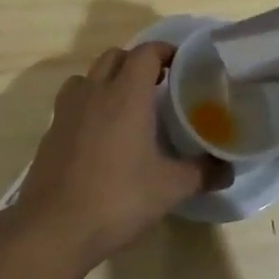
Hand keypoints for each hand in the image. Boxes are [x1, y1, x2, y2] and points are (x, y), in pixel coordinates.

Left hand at [17, 42, 226, 264]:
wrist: (54, 228)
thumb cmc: (118, 198)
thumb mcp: (170, 188)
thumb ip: (202, 173)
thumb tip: (228, 169)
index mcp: (126, 94)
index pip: (146, 52)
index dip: (165, 51)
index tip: (181, 65)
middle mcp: (95, 91)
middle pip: (115, 56)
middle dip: (136, 62)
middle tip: (158, 84)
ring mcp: (67, 110)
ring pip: (88, 76)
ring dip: (107, 79)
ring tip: (125, 105)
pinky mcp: (50, 131)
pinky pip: (72, 102)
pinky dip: (87, 104)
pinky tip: (99, 135)